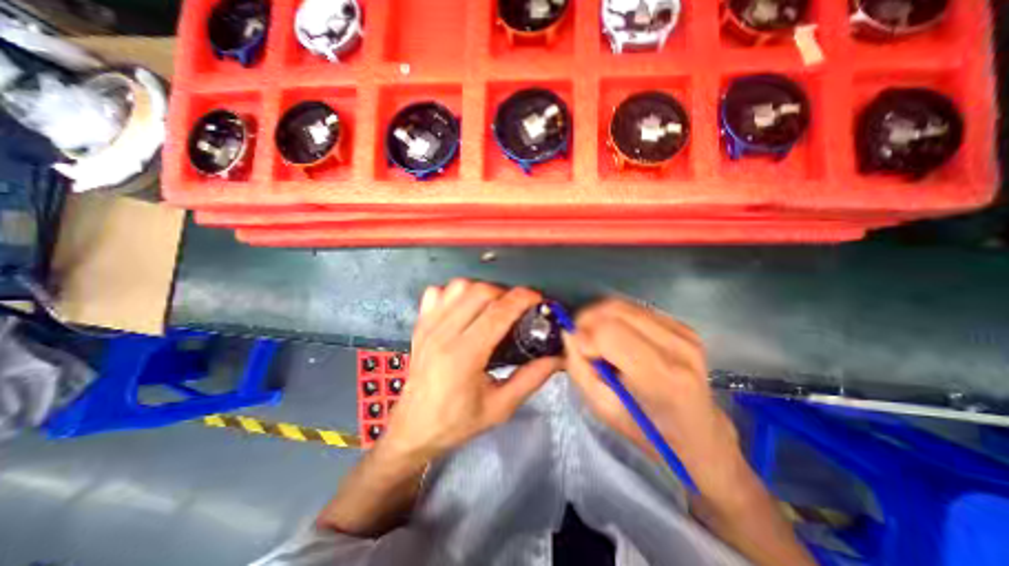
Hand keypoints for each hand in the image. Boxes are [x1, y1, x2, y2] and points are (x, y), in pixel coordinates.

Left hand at [384, 280, 564, 461]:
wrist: (413, 430)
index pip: (498, 312)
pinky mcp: (420, 325)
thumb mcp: (500, 408)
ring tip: (494, 306)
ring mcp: (428, 326)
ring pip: (459, 286)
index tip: (538, 299)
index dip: (522, 299)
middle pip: (480, 292)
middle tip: (518, 308)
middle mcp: (443, 333)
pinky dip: (456, 292)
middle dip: (506, 293)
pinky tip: (465, 307)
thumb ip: (531, 379)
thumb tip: (558, 357)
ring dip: (483, 290)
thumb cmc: (457, 422)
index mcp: (464, 355)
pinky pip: (438, 292)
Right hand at [565, 300, 743, 495]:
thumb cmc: (647, 428)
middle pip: (614, 310)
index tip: (578, 350)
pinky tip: (617, 337)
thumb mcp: (603, 408)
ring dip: (600, 317)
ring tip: (597, 339)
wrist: (698, 432)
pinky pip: (634, 308)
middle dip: (587, 321)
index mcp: (661, 376)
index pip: (608, 332)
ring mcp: (683, 332)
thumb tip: (569, 333)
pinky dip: (616, 318)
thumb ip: (579, 369)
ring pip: (622, 305)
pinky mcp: (682, 325)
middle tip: (581, 341)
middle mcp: (676, 346)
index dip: (584, 335)